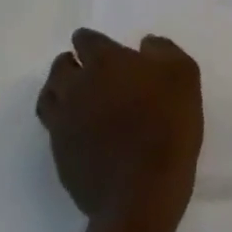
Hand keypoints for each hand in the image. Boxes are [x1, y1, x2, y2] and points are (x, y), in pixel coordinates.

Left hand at [37, 29, 203, 231]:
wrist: (143, 192)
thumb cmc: (168, 124)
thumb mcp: (184, 75)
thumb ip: (164, 50)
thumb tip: (145, 44)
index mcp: (105, 63)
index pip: (85, 41)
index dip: (90, 40)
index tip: (100, 46)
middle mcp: (77, 87)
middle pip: (60, 67)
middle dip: (70, 62)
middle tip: (85, 67)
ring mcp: (63, 123)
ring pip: (48, 96)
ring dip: (58, 89)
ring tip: (74, 94)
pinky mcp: (59, 155)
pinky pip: (52, 127)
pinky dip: (61, 120)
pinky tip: (79, 127)